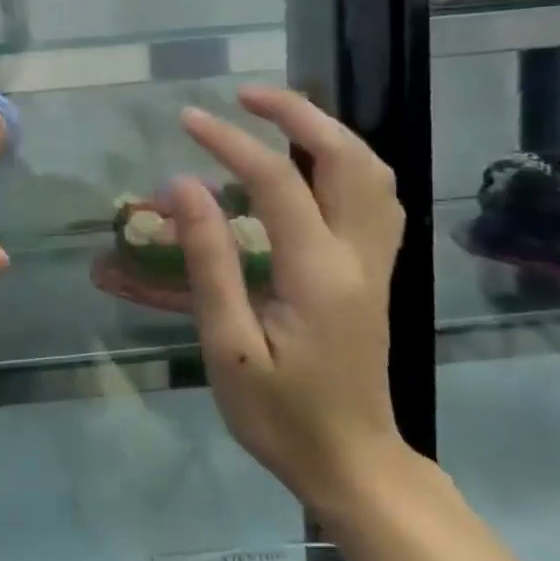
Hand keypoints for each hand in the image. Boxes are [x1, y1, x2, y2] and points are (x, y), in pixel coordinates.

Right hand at [169, 85, 407, 507]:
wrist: (353, 463)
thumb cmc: (280, 414)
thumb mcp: (228, 345)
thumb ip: (209, 262)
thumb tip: (182, 188)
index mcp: (318, 273)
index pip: (276, 181)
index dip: (230, 141)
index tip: (186, 119)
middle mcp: (359, 255)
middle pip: (348, 157)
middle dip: (298, 114)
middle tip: (245, 96)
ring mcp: (377, 263)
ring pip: (373, 173)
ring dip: (327, 132)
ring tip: (276, 117)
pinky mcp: (376, 274)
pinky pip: (376, 198)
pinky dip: (345, 162)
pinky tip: (311, 165)